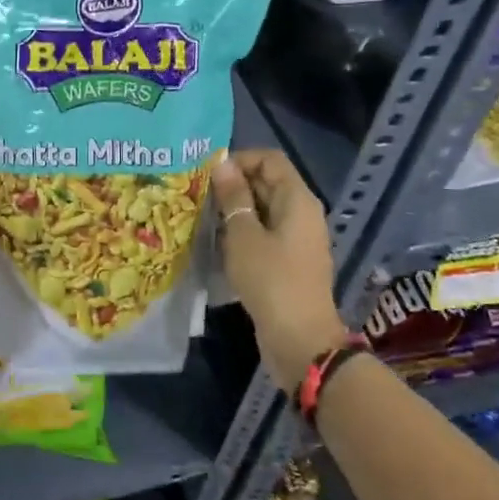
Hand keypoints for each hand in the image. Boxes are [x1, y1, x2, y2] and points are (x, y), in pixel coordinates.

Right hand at [212, 151, 346, 394]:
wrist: (299, 340)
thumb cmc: (270, 279)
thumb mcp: (243, 235)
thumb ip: (233, 197)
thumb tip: (222, 164)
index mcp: (297, 199)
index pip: (269, 159)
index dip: (239, 159)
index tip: (208, 174)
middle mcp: (301, 212)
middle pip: (267, 183)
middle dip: (233, 185)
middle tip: (197, 195)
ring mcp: (296, 238)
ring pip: (263, 210)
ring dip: (234, 210)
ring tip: (201, 217)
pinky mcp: (288, 261)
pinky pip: (264, 233)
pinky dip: (242, 232)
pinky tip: (216, 243)